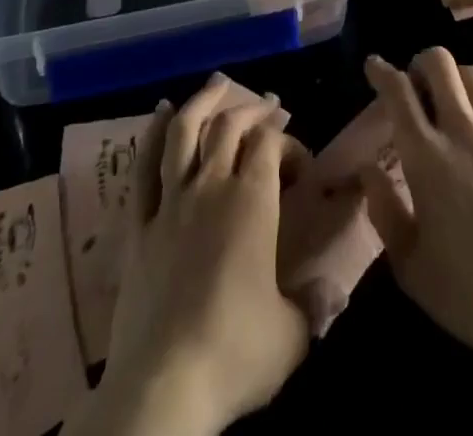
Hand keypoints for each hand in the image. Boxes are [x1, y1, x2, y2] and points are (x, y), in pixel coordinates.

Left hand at [79, 74, 310, 435]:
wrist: (161, 389)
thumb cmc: (235, 355)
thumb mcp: (292, 336)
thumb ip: (314, 306)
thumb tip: (334, 292)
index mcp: (252, 201)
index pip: (271, 144)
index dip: (288, 141)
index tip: (300, 161)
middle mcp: (211, 186)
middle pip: (230, 126)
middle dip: (252, 110)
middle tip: (268, 105)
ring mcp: (170, 202)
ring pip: (184, 131)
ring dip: (202, 101)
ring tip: (217, 83)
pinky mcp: (138, 226)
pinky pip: (143, 168)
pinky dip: (151, 134)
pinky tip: (159, 112)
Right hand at [361, 49, 472, 368]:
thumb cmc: (469, 293)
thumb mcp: (410, 264)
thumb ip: (383, 209)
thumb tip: (368, 169)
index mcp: (426, 157)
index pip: (398, 91)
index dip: (382, 71)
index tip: (374, 66)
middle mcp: (462, 131)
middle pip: (440, 64)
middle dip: (421, 62)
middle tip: (416, 82)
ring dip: (455, 78)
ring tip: (451, 99)